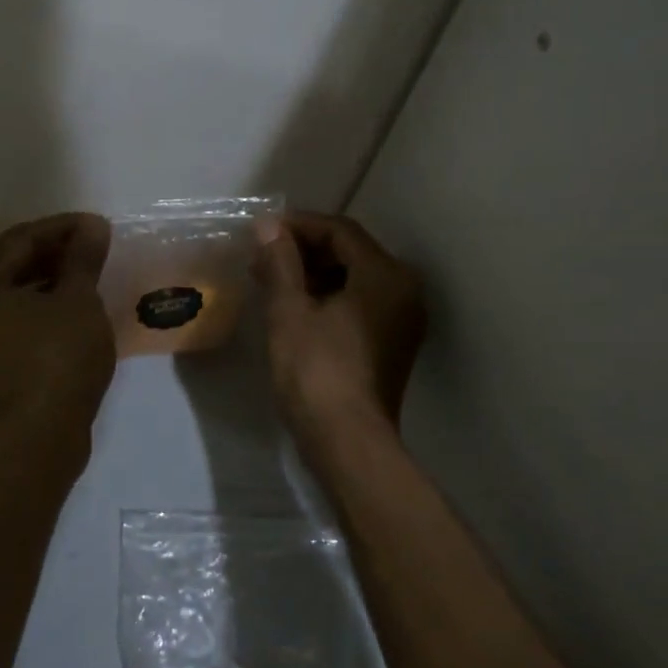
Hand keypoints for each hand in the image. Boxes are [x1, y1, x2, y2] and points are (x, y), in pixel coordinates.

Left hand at [0, 213, 116, 440]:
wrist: (35, 440)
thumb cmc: (57, 359)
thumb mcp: (78, 301)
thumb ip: (82, 258)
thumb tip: (93, 227)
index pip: (22, 238)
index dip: (65, 229)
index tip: (99, 226)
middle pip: (9, 264)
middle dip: (53, 253)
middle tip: (92, 248)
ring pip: (7, 293)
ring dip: (44, 280)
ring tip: (84, 275)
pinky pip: (4, 320)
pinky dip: (33, 308)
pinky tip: (64, 307)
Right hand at [252, 212, 426, 442]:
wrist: (349, 442)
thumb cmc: (316, 371)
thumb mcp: (289, 311)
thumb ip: (280, 262)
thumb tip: (269, 226)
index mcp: (384, 275)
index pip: (340, 231)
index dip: (299, 226)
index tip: (263, 232)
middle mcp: (404, 289)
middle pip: (352, 252)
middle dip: (305, 250)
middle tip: (263, 258)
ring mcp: (403, 319)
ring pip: (356, 278)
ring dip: (315, 274)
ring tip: (273, 281)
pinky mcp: (394, 343)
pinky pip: (362, 303)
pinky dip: (331, 296)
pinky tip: (297, 307)